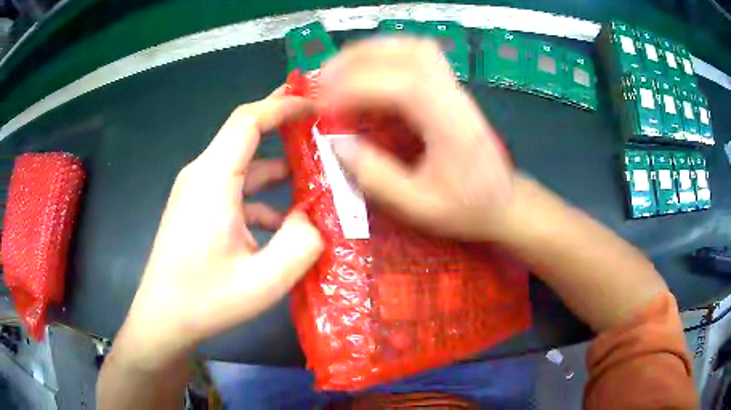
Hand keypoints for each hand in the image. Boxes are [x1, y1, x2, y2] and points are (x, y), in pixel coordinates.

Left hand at [119, 89, 322, 366]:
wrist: (164, 319)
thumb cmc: (205, 300)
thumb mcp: (264, 282)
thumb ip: (302, 244)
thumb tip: (314, 217)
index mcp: (213, 180)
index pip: (248, 120)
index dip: (283, 105)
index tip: (315, 104)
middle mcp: (202, 175)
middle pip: (244, 134)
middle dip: (284, 126)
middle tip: (322, 127)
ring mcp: (197, 191)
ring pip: (242, 164)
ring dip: (277, 168)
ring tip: (315, 178)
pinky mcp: (197, 208)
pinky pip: (234, 189)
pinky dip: (261, 196)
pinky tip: (284, 224)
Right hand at [320, 38, 514, 240]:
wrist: (504, 203)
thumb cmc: (467, 209)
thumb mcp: (419, 206)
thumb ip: (377, 177)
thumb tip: (338, 143)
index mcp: (451, 125)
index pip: (403, 86)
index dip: (357, 87)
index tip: (323, 105)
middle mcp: (454, 96)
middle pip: (409, 52)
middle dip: (358, 59)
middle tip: (323, 80)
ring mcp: (454, 89)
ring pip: (414, 48)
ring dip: (372, 52)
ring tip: (338, 71)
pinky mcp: (449, 90)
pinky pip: (416, 58)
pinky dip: (385, 57)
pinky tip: (365, 74)